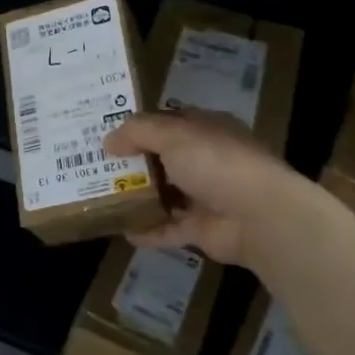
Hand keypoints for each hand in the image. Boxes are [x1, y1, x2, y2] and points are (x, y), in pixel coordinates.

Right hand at [102, 108, 301, 267]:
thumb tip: (108, 141)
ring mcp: (207, 195)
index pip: (168, 123)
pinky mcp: (204, 228)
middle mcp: (207, 160)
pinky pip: (170, 228)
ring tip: (102, 198)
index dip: (138, 128)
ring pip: (166, 194)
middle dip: (133, 163)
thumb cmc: (216, 163)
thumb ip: (138, 132)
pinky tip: (123, 231)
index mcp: (206, 130)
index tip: (106, 136)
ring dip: (139, 197)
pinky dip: (149, 230)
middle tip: (95, 167)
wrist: (259, 215)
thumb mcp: (173, 135)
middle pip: (163, 159)